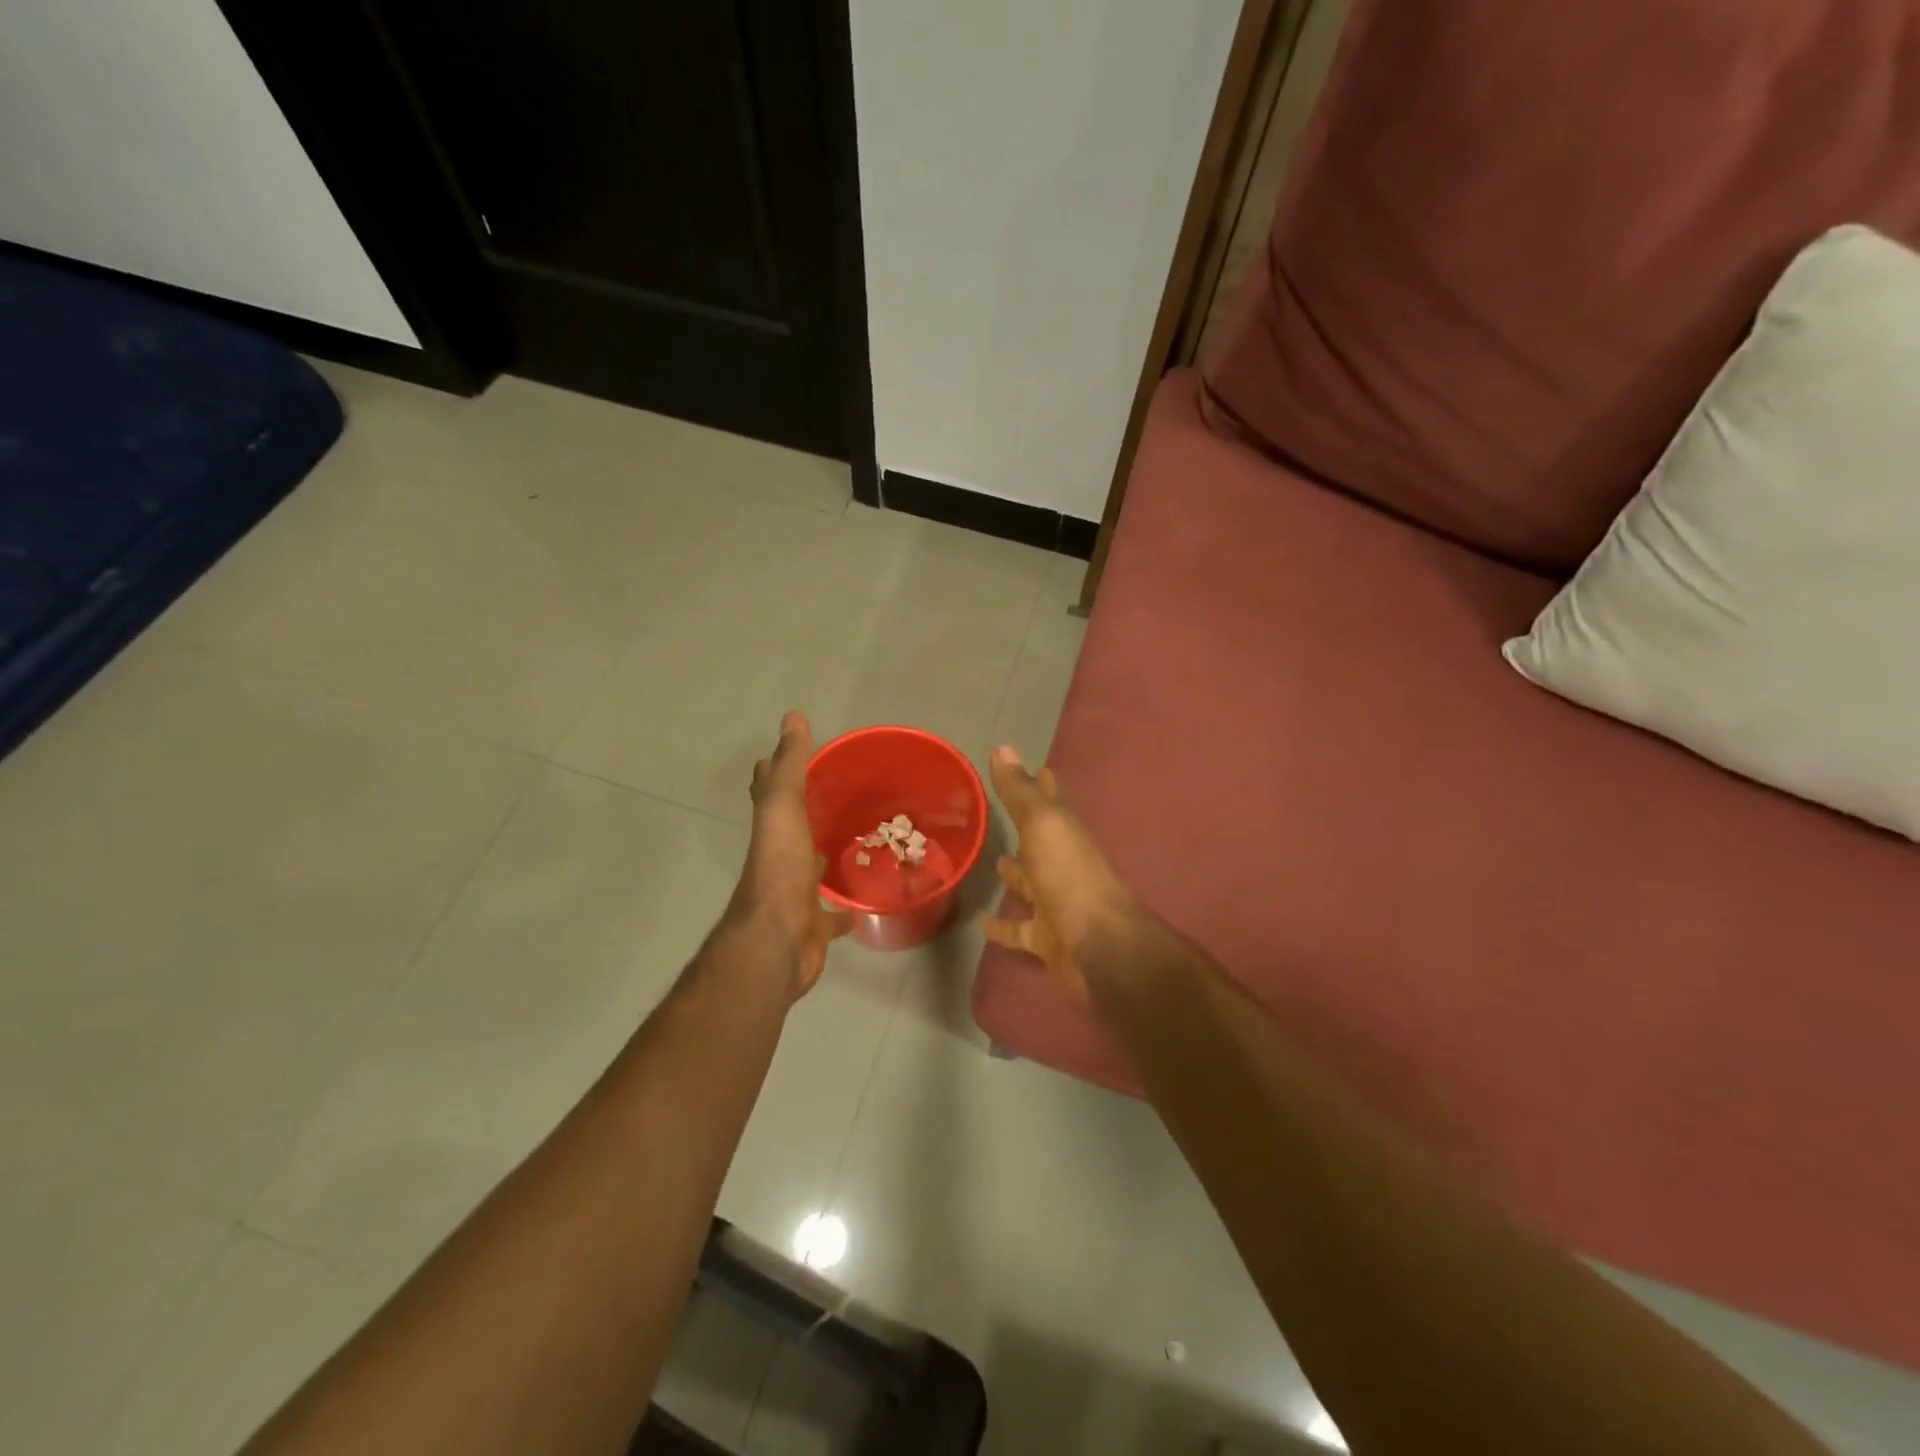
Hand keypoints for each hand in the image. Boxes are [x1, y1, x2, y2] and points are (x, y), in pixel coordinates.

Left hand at [727, 712, 851, 999]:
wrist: (777, 941)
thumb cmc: (781, 869)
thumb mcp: (784, 808)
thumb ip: (790, 766)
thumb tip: (792, 716)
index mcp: (773, 828)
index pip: (773, 790)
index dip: (781, 769)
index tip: (805, 752)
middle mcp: (782, 857)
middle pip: (795, 828)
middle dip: (812, 812)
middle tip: (846, 795)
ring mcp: (798, 892)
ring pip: (815, 867)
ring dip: (829, 856)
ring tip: (863, 840)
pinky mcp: (815, 924)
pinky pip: (835, 913)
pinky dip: (849, 907)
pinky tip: (870, 901)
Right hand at [982, 746, 1140, 1004]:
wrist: (1098, 947)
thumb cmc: (1069, 877)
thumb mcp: (1042, 824)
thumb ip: (1020, 792)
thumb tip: (1003, 747)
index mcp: (1065, 834)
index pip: (1053, 801)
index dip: (1044, 784)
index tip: (1037, 768)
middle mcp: (1063, 865)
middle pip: (1042, 842)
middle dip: (1027, 828)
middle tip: (1001, 815)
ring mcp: (1055, 902)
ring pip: (1031, 884)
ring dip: (1015, 875)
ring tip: (993, 861)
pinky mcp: (1046, 938)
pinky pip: (1019, 930)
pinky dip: (1001, 927)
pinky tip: (980, 923)